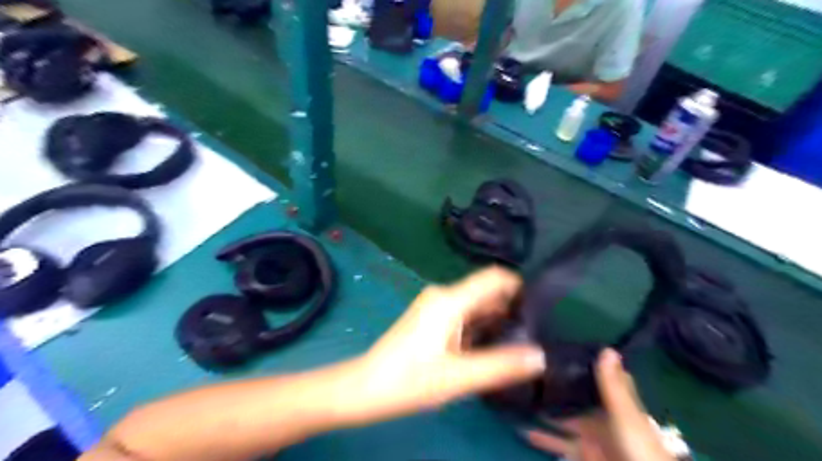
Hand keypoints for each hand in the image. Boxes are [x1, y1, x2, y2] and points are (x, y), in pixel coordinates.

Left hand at [344, 267, 547, 424]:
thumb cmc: (409, 380)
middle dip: (511, 308)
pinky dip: (480, 327)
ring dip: (496, 319)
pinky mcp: (432, 318)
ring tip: (518, 344)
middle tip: (534, 335)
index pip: (493, 277)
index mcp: (450, 300)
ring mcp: (436, 306)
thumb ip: (500, 366)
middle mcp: (444, 295)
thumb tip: (540, 356)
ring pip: (476, 305)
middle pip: (486, 292)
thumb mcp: (457, 377)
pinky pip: (464, 315)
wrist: (366, 386)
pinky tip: (490, 348)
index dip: (519, 286)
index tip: (540, 308)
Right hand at [526, 349, 673, 460]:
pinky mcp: (581, 454)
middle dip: (555, 386)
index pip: (598, 377)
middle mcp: (600, 417)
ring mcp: (590, 437)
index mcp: (614, 403)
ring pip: (562, 419)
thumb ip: (612, 386)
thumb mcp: (624, 415)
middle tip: (526, 370)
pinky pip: (558, 444)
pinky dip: (542, 438)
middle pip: (574, 398)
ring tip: (519, 395)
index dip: (583, 362)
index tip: (560, 346)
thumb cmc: (638, 447)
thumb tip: (607, 348)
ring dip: (543, 411)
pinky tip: (523, 429)